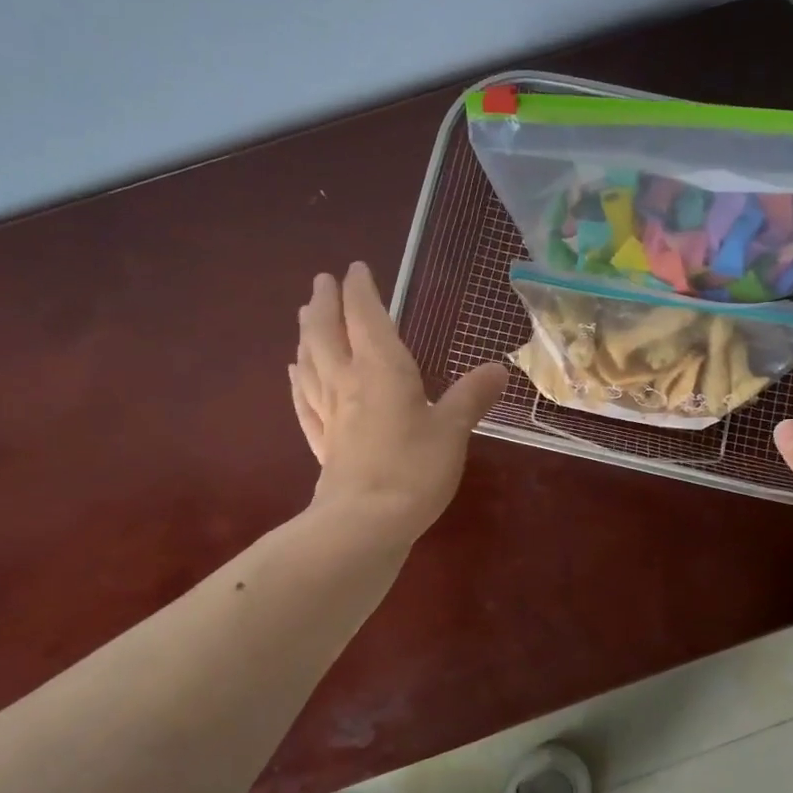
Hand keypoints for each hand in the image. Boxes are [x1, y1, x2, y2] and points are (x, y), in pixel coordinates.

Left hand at [290, 262, 508, 542]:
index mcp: (381, 369)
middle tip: (321, 282)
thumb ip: (471, 396)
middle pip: (327, 334)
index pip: (366, 318)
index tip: (355, 269)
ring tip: (304, 318)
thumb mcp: (453, 430)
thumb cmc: (415, 469)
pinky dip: (298, 382)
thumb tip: (499, 368)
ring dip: (306, 335)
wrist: (366, 523)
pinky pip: (304, 402)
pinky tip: (293, 374)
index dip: (361, 291)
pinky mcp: (322, 444)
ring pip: (310, 363)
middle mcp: (348, 383)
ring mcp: (330, 414)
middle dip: (325, 304)